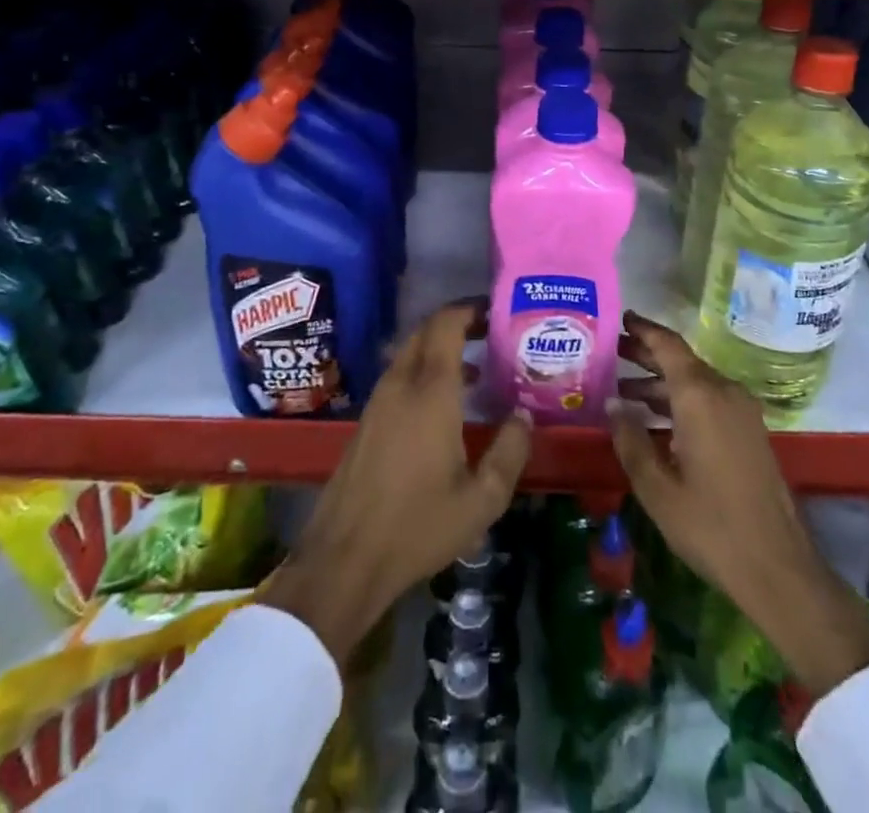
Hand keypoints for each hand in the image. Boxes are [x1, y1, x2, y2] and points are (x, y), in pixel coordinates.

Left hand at [260, 301, 531, 661]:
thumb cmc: (418, 526)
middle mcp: (401, 384)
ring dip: (440, 348)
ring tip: (477, 367)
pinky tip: (444, 403)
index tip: (497, 310)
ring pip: (410, 352)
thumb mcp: (481, 500)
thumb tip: (524, 416)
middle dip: (458, 322)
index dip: (470, 308)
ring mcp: (379, 400)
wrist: (343, 559)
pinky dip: (424, 370)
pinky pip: (399, 375)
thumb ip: (510, 452)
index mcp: (431, 392)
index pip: (446, 324)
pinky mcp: (367, 420)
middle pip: (426, 331)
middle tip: (492, 333)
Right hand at [610, 311, 868, 696]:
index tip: (618, 318)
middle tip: (611, 352)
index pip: (667, 345)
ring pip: (695, 381)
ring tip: (623, 391)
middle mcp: (724, 392)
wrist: (779, 568)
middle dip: (646, 354)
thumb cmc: (710, 526)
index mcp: (700, 397)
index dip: (642, 329)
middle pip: (681, 360)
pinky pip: (710, 400)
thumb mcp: (656, 487)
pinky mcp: (750, 431)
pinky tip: (656, 420)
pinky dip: (681, 400)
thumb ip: (630, 440)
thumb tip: (612, 404)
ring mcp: (742, 411)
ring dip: (661, 382)